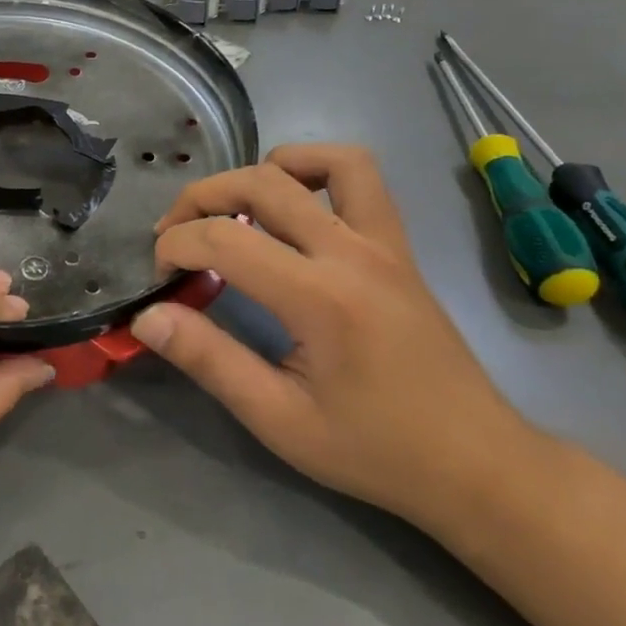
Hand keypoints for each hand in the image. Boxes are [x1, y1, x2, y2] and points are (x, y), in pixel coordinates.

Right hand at [132, 144, 533, 525]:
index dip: (176, 246)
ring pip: (321, 161)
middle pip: (260, 183)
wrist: (477, 465)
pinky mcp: (398, 245)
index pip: (224, 238)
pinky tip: (293, 202)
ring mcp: (382, 241)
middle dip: (200, 198)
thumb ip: (210, 361)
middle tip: (174, 235)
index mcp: (320, 298)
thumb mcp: (280, 421)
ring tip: (234, 208)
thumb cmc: (375, 450)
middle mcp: (352, 252)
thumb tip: (148, 317)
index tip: (160, 276)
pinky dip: (316, 168)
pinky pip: (360, 177)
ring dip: (263, 170)